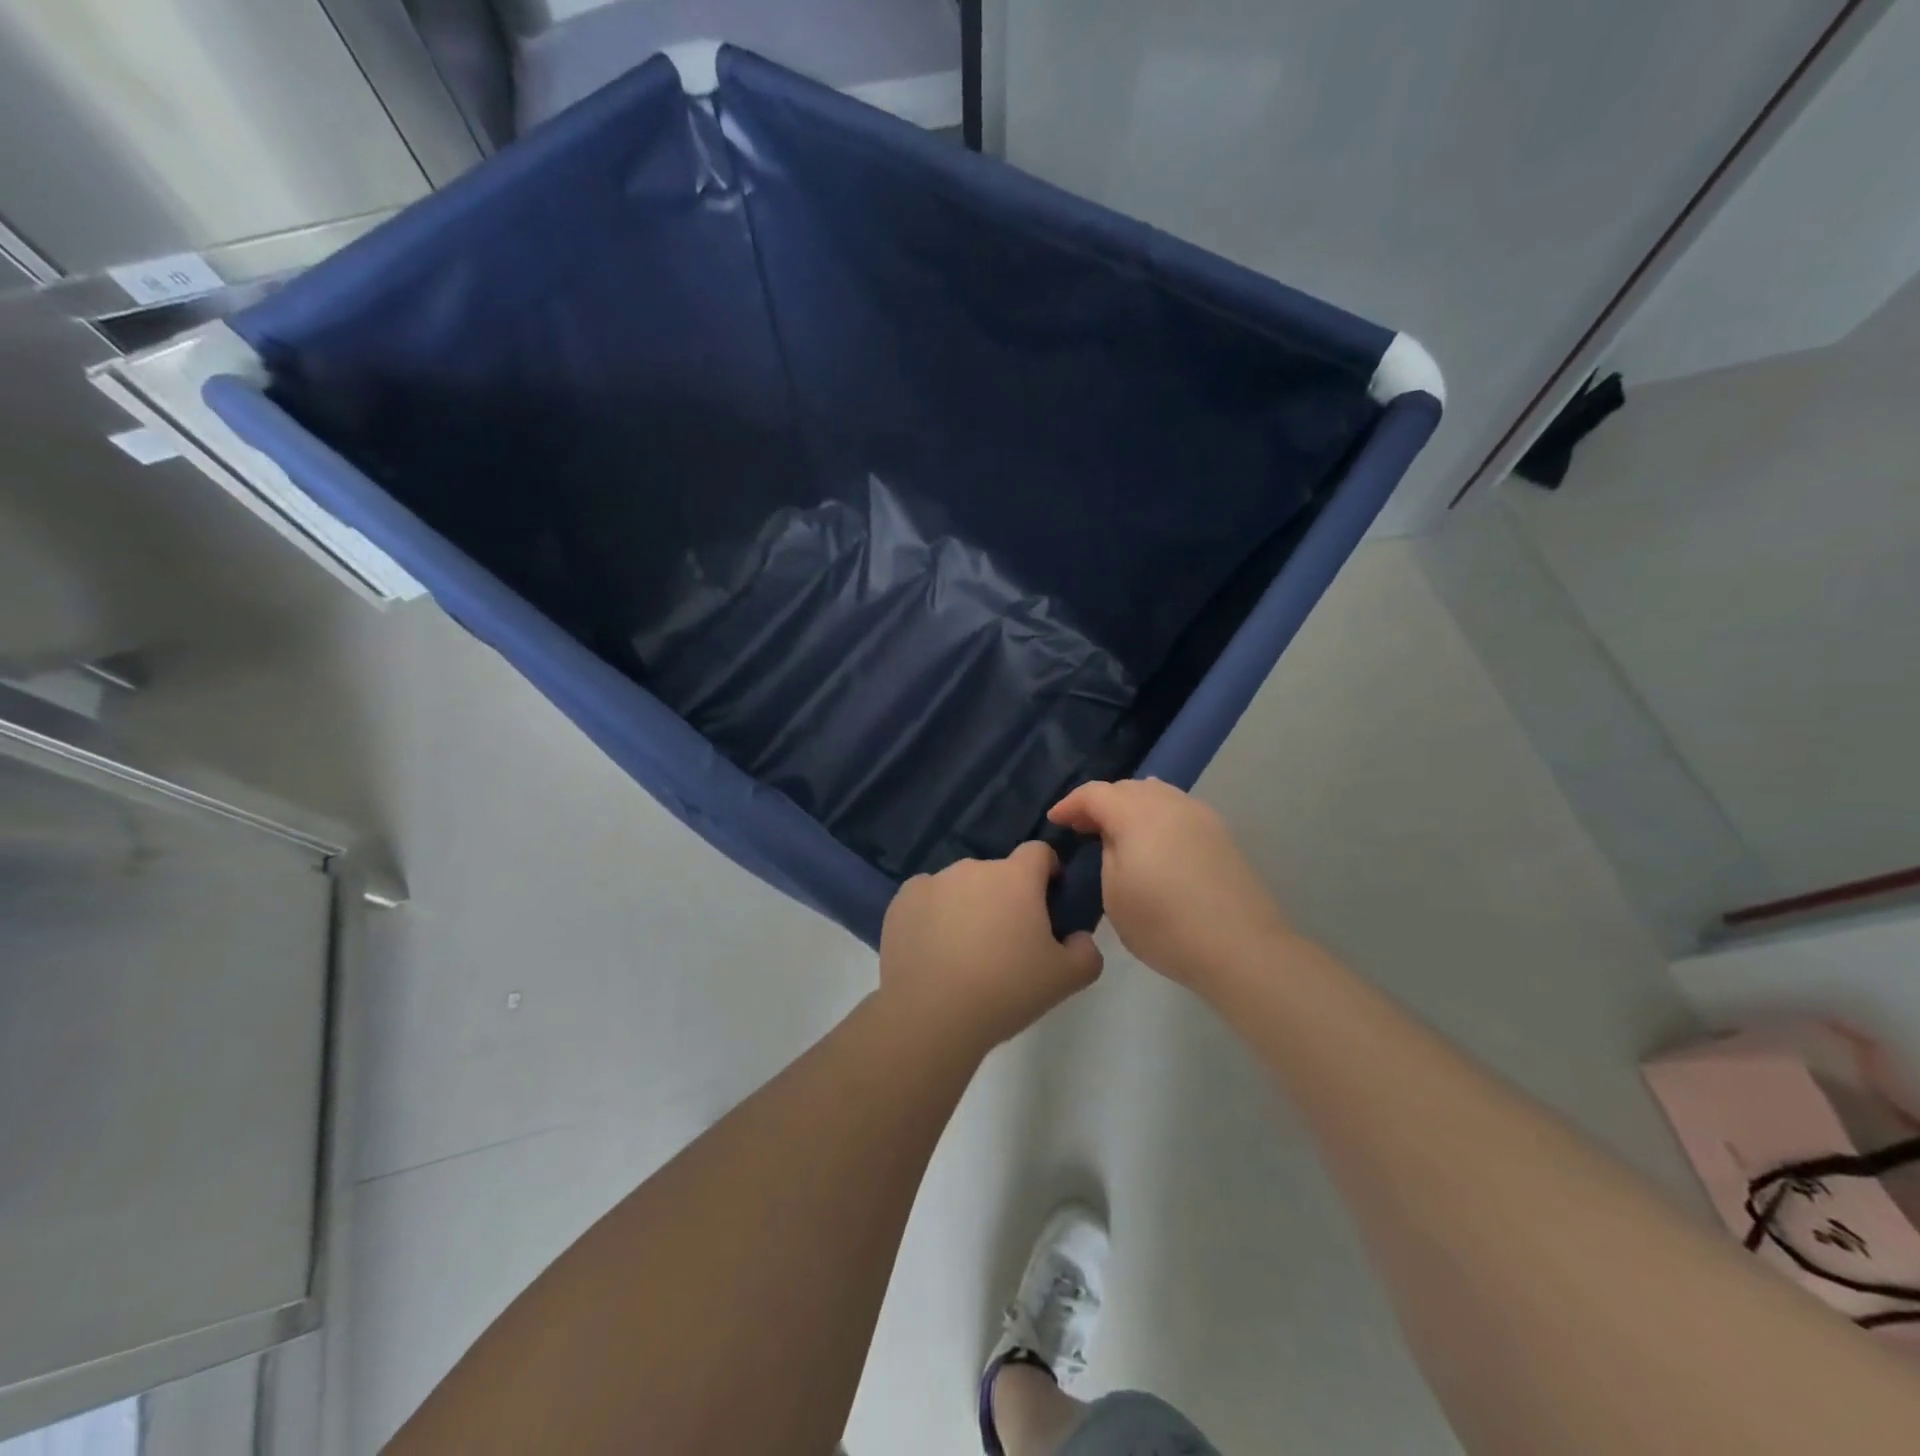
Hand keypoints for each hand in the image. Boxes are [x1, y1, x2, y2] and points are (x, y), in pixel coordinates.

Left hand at [878, 842, 1103, 1053]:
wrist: (932, 1015)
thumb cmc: (1006, 991)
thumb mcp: (1067, 979)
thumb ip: (1086, 951)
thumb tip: (1077, 937)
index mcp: (1016, 877)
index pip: (1039, 852)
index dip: (1047, 873)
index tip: (1047, 902)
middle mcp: (974, 868)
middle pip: (998, 873)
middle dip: (1006, 897)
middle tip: (1006, 941)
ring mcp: (933, 881)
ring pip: (961, 886)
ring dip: (968, 905)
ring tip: (964, 951)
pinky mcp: (902, 900)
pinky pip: (927, 899)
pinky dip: (933, 915)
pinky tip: (933, 951)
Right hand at [1049, 779, 1292, 991]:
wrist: (1241, 948)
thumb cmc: (1165, 926)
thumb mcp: (1116, 896)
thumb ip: (1108, 854)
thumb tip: (1114, 838)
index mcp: (1137, 815)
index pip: (1095, 793)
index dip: (1071, 804)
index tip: (1056, 820)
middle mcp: (1170, 804)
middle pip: (1127, 788)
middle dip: (1100, 802)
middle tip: (1083, 828)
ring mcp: (1200, 815)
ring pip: (1156, 793)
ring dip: (1130, 806)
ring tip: (1117, 831)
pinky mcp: (1220, 834)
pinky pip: (1178, 809)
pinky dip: (1156, 816)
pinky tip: (1153, 841)